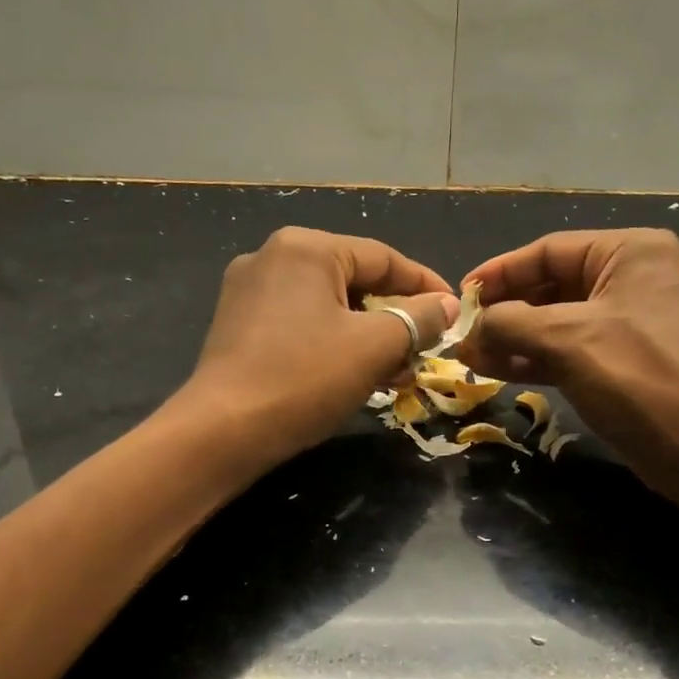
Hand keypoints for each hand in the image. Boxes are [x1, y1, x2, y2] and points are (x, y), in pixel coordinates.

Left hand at [175, 227, 457, 464]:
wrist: (223, 431)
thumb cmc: (305, 378)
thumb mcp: (374, 347)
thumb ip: (418, 319)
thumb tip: (447, 306)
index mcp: (306, 248)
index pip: (384, 258)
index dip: (426, 286)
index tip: (455, 314)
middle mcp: (273, 258)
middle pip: (355, 281)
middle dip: (395, 319)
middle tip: (425, 352)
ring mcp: (249, 292)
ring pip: (329, 307)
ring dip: (368, 337)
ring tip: (397, 374)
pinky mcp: (238, 326)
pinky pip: (302, 325)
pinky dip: (334, 345)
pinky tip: (355, 376)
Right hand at [459, 229, 678, 509]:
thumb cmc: (641, 377)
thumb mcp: (568, 340)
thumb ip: (510, 324)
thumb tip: (471, 330)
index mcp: (630, 253)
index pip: (549, 251)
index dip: (500, 273)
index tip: (460, 297)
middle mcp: (631, 280)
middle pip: (551, 286)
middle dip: (505, 312)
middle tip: (462, 335)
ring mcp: (629, 324)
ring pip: (556, 323)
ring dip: (513, 340)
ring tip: (470, 358)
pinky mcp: (623, 364)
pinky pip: (568, 351)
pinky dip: (534, 360)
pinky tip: (496, 371)